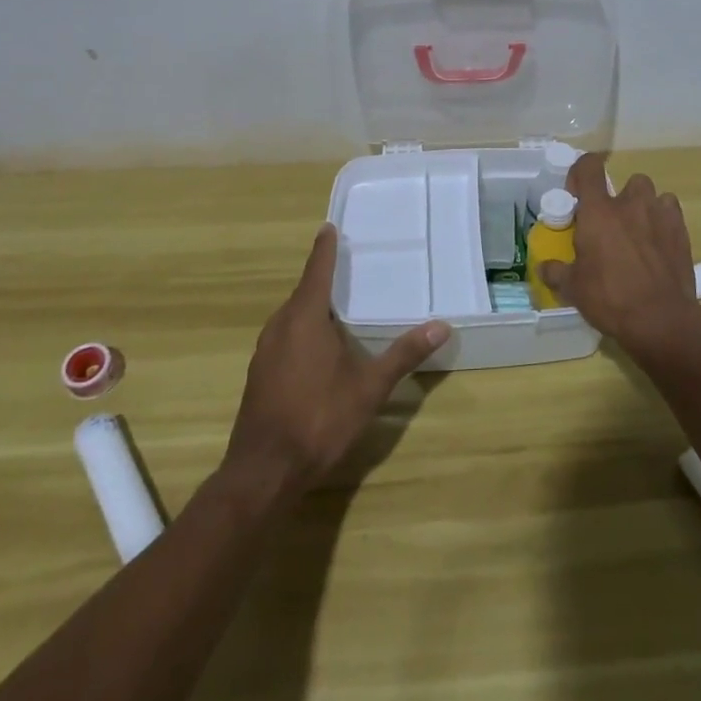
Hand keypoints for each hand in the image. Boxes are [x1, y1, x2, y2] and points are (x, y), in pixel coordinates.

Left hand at [224, 225, 447, 495]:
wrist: (264, 472)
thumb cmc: (318, 419)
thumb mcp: (369, 388)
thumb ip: (403, 355)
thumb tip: (441, 326)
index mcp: (304, 318)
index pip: (316, 270)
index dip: (324, 249)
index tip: (330, 227)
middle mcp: (280, 326)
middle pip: (303, 292)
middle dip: (322, 278)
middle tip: (348, 267)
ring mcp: (265, 352)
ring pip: (291, 317)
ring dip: (312, 307)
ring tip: (338, 305)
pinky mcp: (260, 375)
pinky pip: (284, 337)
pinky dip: (302, 330)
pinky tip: (319, 348)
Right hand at [539, 153, 700, 358]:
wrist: (660, 319)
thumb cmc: (610, 298)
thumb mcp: (574, 289)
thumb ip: (557, 273)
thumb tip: (544, 267)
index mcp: (598, 211)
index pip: (589, 167)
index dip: (581, 172)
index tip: (577, 193)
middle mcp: (630, 204)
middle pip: (628, 181)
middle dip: (621, 196)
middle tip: (613, 224)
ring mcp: (659, 215)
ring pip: (652, 194)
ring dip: (644, 206)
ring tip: (639, 231)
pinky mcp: (681, 231)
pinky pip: (671, 211)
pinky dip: (664, 220)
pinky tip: (659, 242)